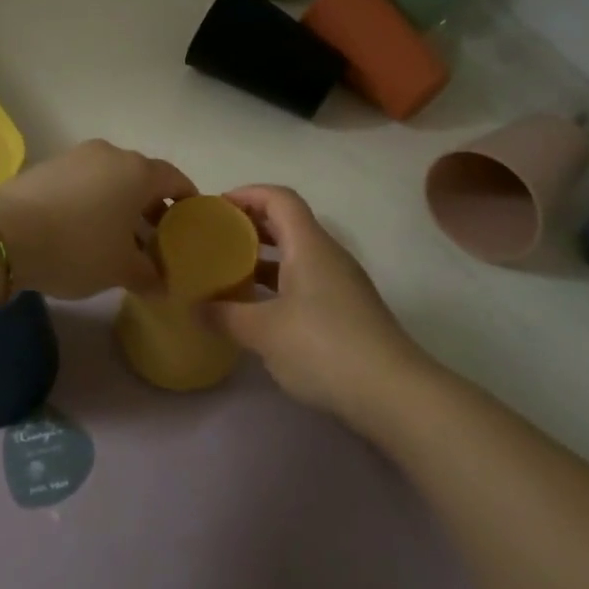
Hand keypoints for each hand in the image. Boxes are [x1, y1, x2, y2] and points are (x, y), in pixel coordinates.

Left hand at [0, 140, 196, 298]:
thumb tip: (163, 283)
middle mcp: (110, 154)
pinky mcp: (47, 166)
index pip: (175, 178)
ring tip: (119, 239)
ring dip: (120, 204)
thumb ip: (149, 275)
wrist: (4, 235)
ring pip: (110, 179)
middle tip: (156, 238)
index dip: (187, 199)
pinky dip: (92, 201)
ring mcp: (75, 156)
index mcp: (137, 171)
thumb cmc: (77, 248)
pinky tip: (84, 230)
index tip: (191, 221)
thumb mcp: (120, 270)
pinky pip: (83, 182)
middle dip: (152, 206)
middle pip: (142, 177)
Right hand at [208, 185, 423, 419]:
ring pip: (297, 254)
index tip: (216, 207)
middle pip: (288, 222)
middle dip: (250, 224)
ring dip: (263, 256)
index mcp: (309, 245)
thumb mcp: (263, 331)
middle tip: (216, 237)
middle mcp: (327, 255)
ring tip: (228, 271)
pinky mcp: (346, 311)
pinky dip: (278, 283)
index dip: (247, 194)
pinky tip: (258, 308)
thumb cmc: (324, 347)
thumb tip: (195, 306)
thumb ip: (225, 315)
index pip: (279, 198)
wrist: (394, 394)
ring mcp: (341, 284)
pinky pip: (305, 280)